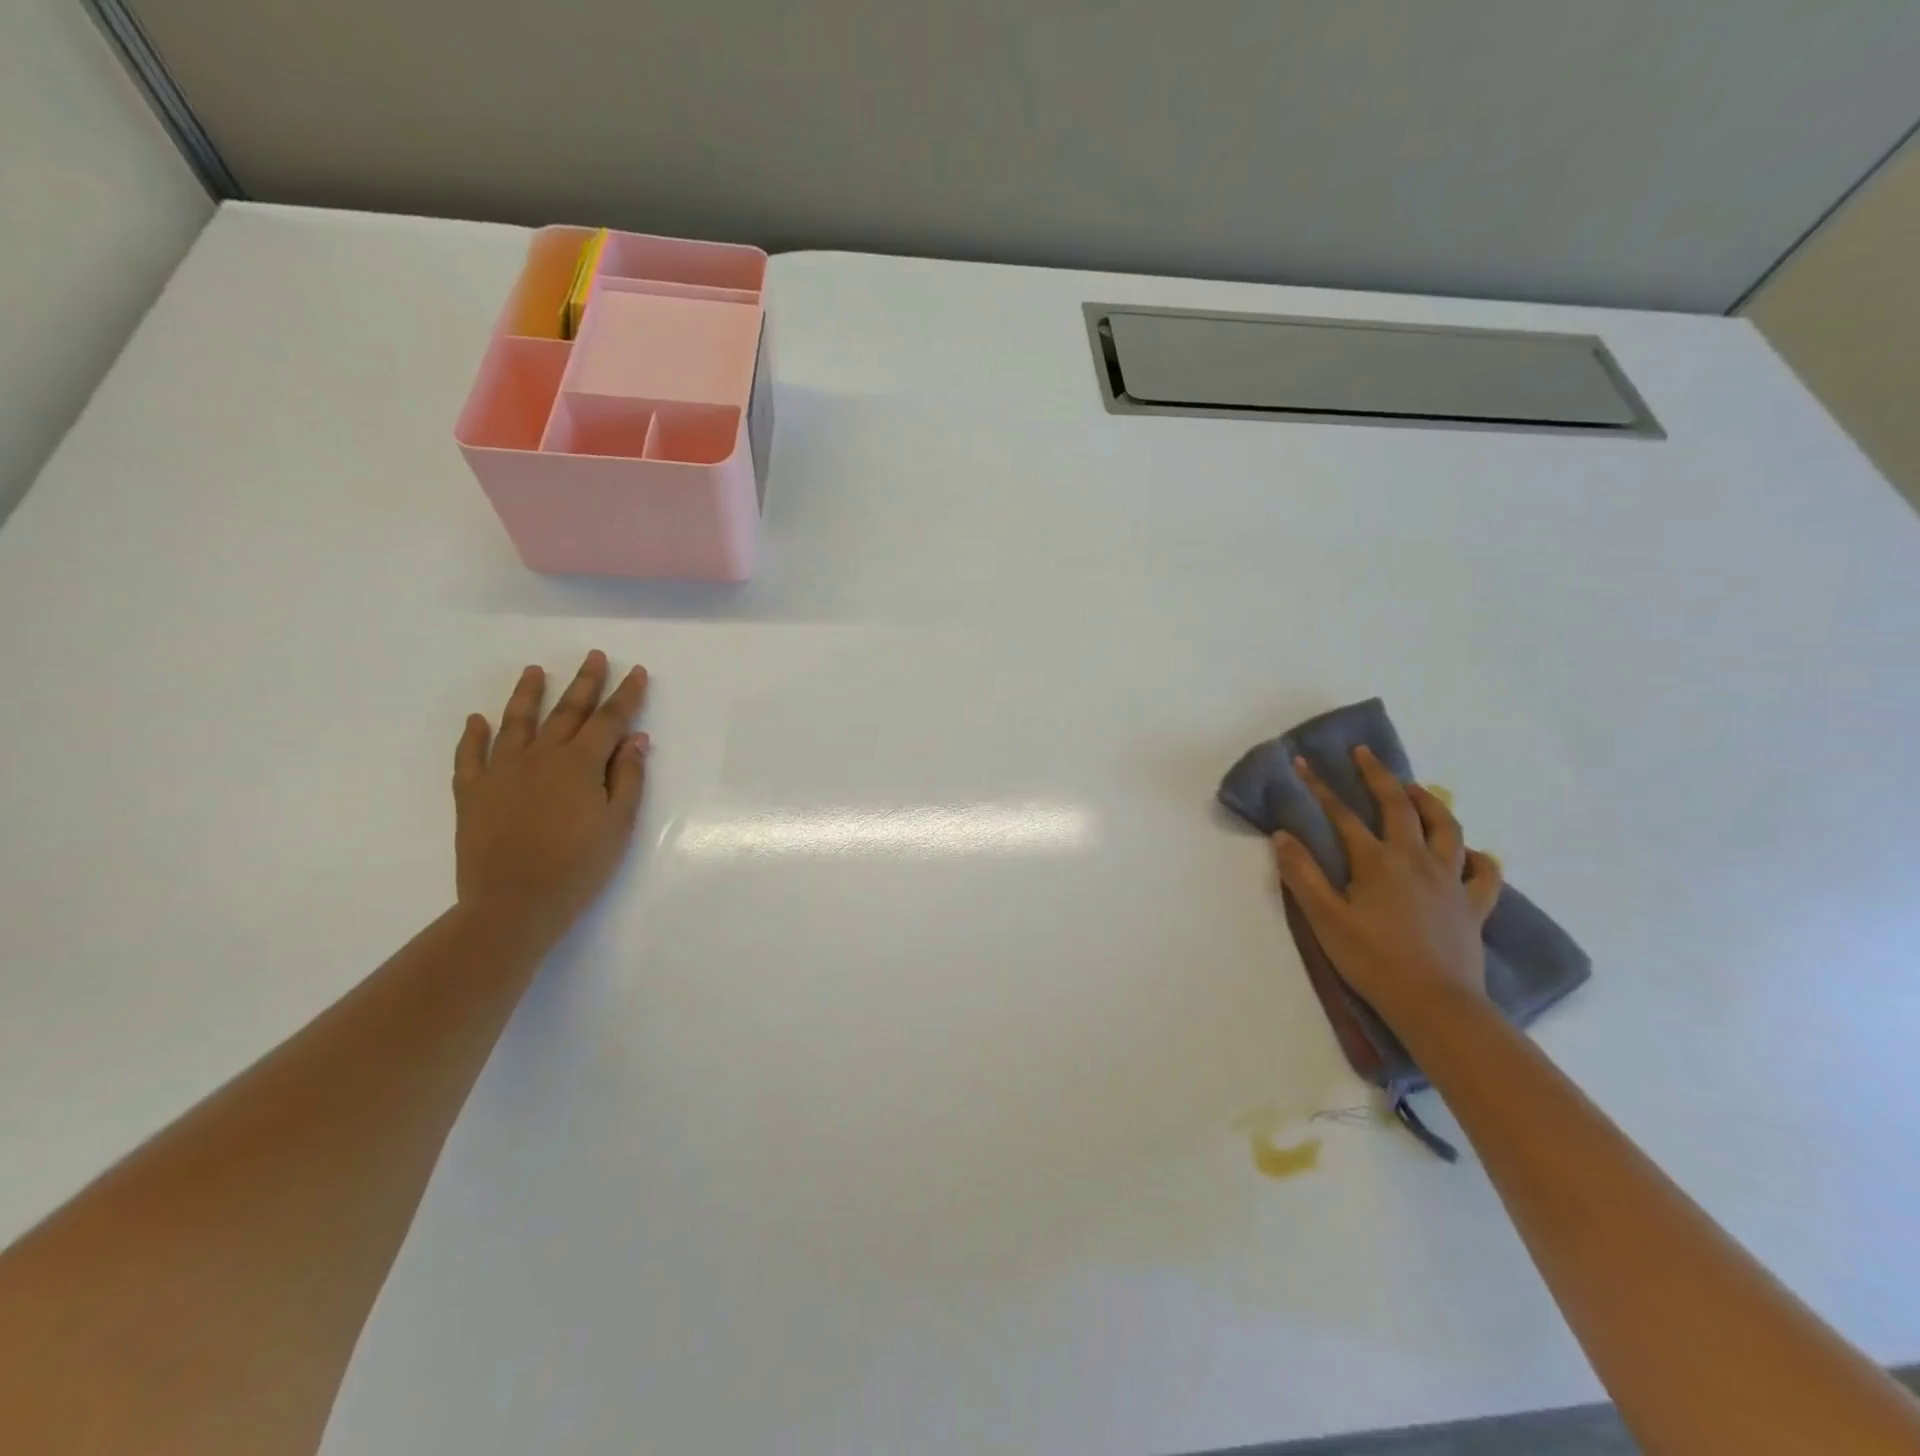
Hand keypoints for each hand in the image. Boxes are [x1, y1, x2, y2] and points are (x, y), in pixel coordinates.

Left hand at [452, 651, 649, 946]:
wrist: (514, 903)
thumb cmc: (579, 866)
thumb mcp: (619, 823)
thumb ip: (628, 777)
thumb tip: (635, 739)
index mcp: (580, 763)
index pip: (609, 720)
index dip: (626, 695)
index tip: (637, 671)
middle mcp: (541, 756)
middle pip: (567, 711)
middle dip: (585, 682)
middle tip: (594, 656)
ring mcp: (501, 771)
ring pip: (516, 722)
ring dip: (527, 694)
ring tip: (535, 671)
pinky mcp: (472, 791)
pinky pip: (470, 755)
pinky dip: (474, 734)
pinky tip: (478, 720)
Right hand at [1272, 745, 1501, 1028]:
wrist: (1436, 1004)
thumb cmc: (1372, 960)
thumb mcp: (1324, 918)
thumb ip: (1302, 873)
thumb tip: (1282, 835)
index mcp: (1377, 861)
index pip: (1342, 815)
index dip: (1320, 787)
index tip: (1303, 763)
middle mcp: (1416, 859)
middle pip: (1399, 806)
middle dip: (1377, 775)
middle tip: (1363, 754)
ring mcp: (1450, 881)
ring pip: (1447, 827)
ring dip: (1428, 802)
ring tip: (1414, 789)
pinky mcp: (1473, 906)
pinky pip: (1485, 872)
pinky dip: (1478, 856)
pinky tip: (1469, 852)